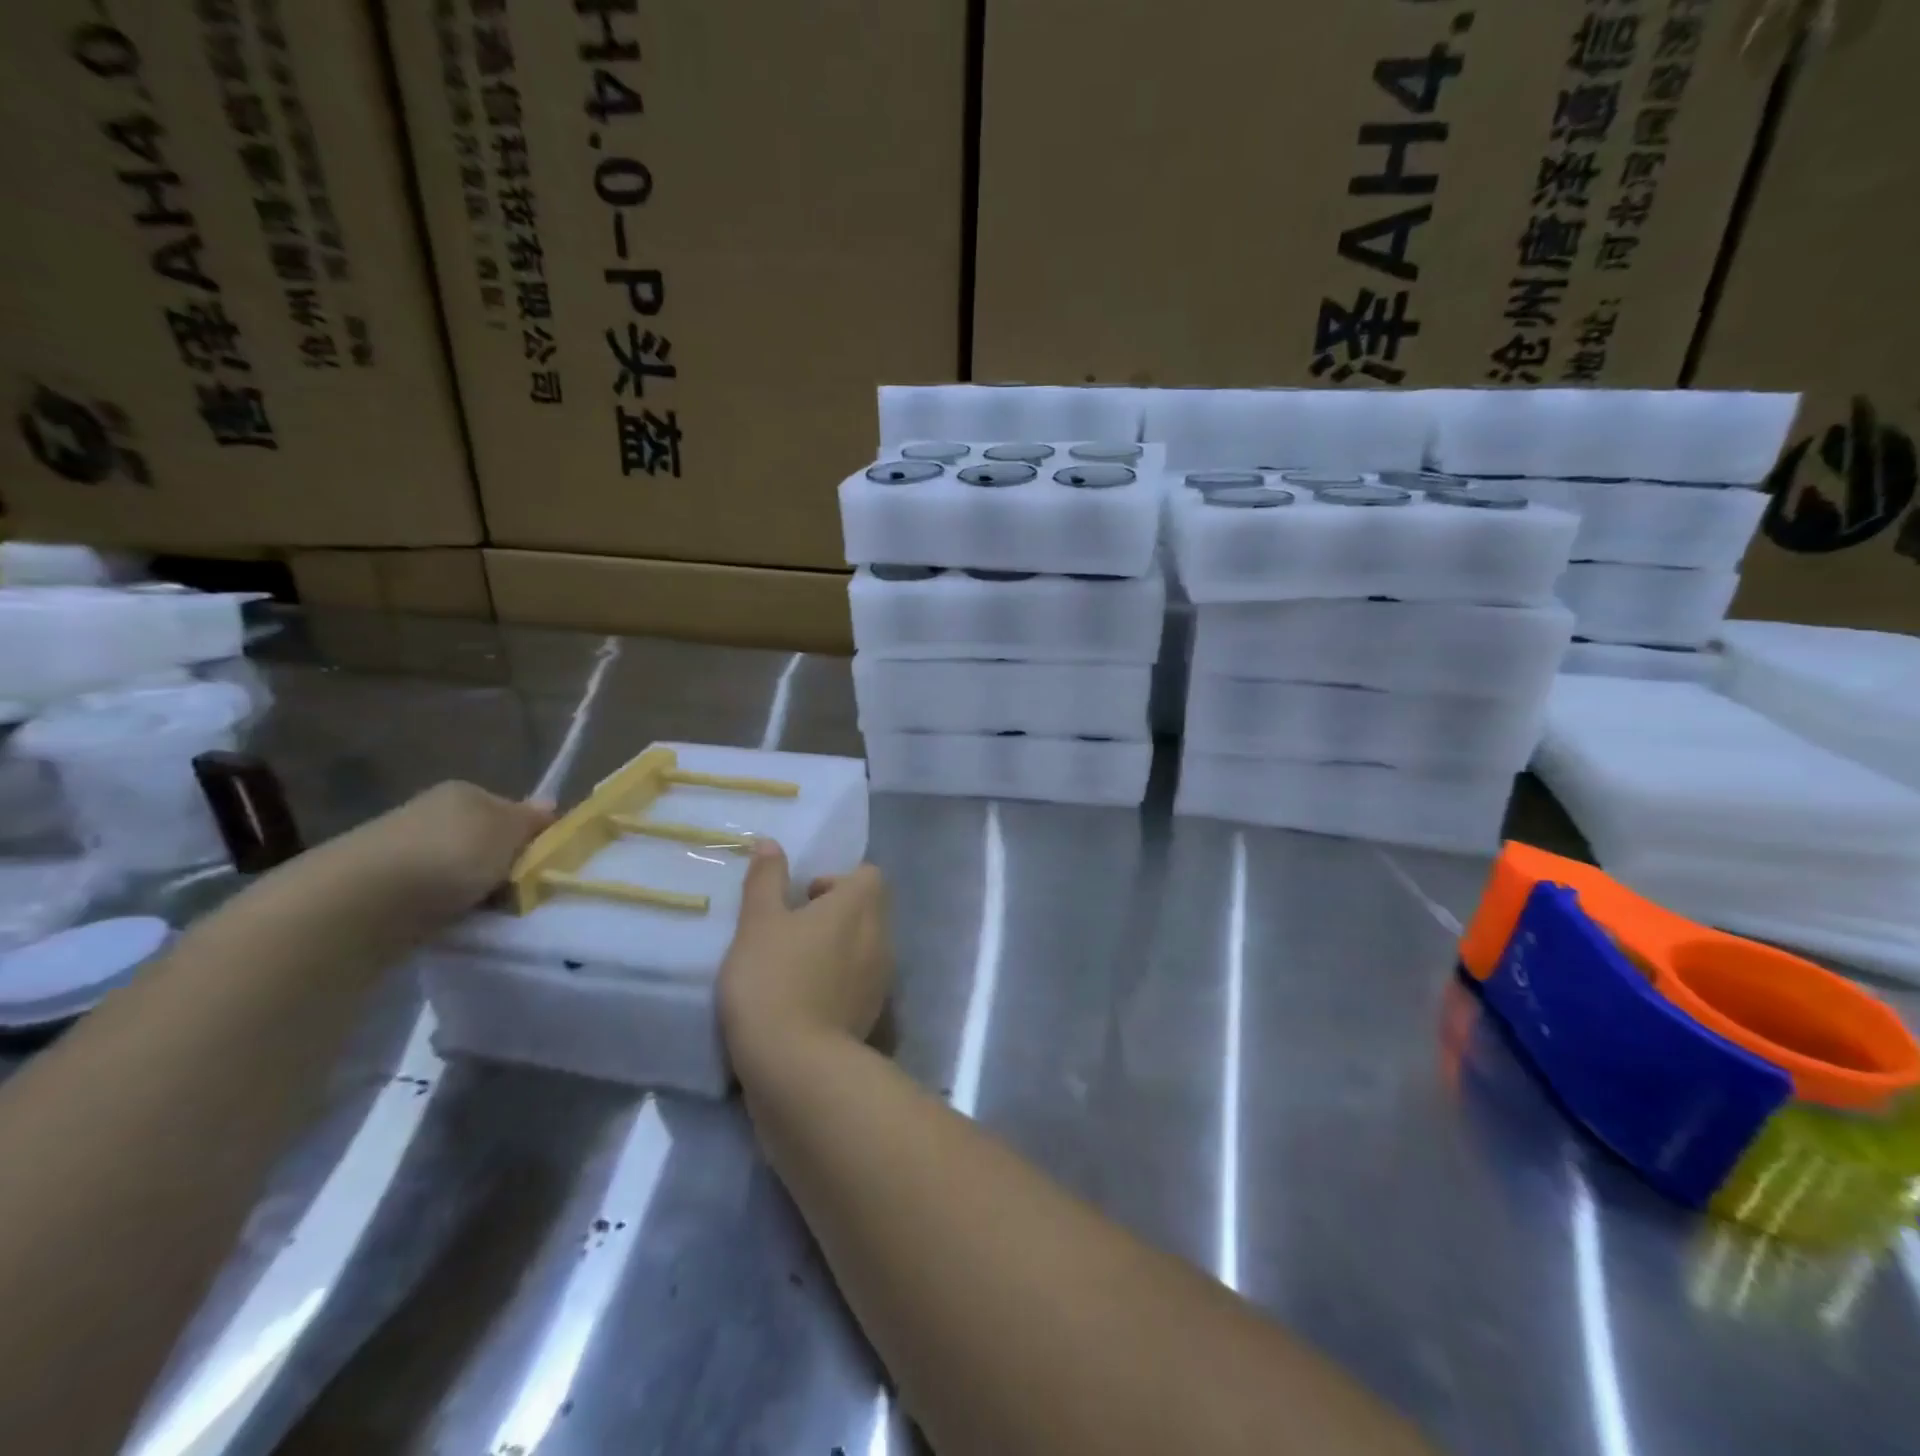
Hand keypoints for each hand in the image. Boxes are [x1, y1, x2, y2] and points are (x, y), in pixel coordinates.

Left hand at [358, 782, 552, 918]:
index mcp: (465, 792)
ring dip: (476, 891)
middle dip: (504, 867)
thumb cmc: (449, 855)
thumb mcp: (508, 831)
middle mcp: (432, 814)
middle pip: (486, 841)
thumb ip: (531, 821)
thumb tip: (549, 804)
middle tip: (522, 895)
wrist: (361, 903)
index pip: (513, 810)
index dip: (532, 837)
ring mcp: (404, 851)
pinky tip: (454, 924)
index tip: (545, 866)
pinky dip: (447, 911)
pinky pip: (433, 898)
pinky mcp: (382, 890)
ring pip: (460, 871)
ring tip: (489, 915)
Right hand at [718, 842, 891, 1069]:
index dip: (837, 880)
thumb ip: (766, 880)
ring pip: (866, 947)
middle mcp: (880, 936)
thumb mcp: (758, 923)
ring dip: (838, 948)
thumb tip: (770, 843)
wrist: (795, 1065)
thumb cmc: (773, 979)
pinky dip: (840, 981)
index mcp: (859, 906)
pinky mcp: (874, 1014)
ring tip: (795, 966)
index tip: (802, 899)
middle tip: (793, 931)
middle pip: (869, 910)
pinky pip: (861, 982)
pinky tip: (804, 999)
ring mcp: (881, 978)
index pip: (868, 875)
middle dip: (836, 914)